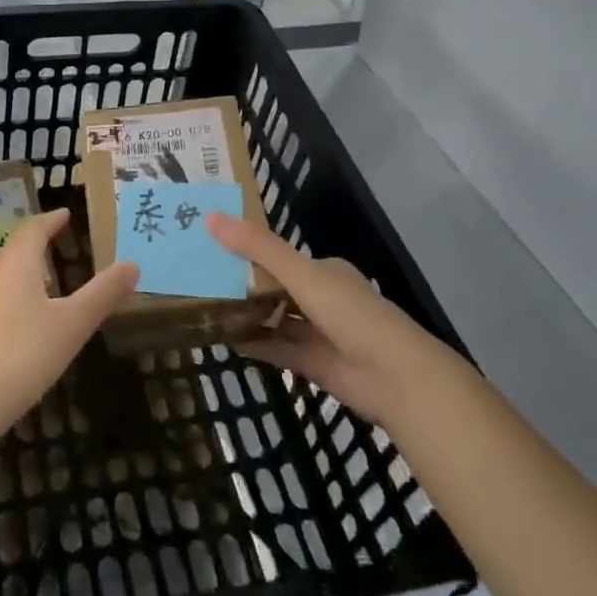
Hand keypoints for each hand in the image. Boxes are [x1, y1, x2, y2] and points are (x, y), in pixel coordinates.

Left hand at [0, 211, 137, 441]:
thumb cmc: (20, 354)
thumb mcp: (71, 324)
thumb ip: (102, 294)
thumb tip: (133, 263)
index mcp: (18, 265)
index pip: (34, 229)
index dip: (52, 220)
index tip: (67, 213)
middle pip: (19, 252)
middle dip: (42, 245)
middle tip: (68, 244)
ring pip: (11, 279)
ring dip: (33, 274)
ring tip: (58, 282)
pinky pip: (5, 304)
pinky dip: (25, 301)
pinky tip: (37, 325)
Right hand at [210, 214, 453, 425]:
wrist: (396, 378)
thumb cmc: (350, 314)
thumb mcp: (301, 274)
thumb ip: (257, 248)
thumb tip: (210, 217)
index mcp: (325, 271)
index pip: (280, 256)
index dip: (248, 250)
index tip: (212, 247)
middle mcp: (323, 298)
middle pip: (275, 288)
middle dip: (243, 284)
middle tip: (200, 277)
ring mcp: (319, 333)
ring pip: (275, 319)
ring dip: (247, 315)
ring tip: (205, 306)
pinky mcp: (313, 364)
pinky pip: (277, 349)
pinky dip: (254, 344)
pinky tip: (225, 341)